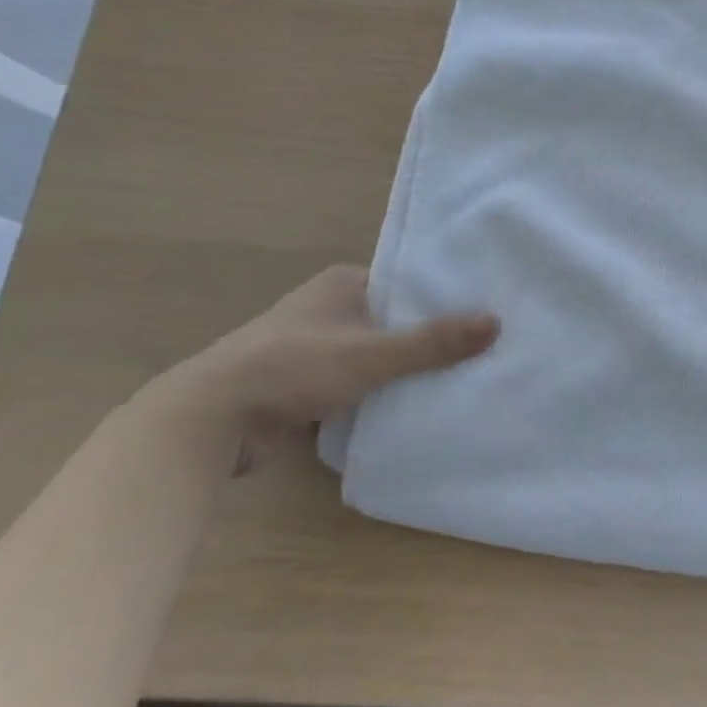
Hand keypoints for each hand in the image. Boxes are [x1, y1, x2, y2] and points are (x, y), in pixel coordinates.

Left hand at [160, 265, 498, 427]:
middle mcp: (332, 309)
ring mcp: (320, 348)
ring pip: (383, 355)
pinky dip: (389, 392)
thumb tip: (497, 322)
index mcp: (343, 284)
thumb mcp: (370, 353)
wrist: (209, 423)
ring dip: (411, 369)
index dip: (447, 298)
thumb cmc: (291, 369)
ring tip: (468, 377)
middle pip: (400, 321)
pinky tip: (425, 404)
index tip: (490, 313)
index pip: (410, 283)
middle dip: (434, 337)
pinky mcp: (312, 385)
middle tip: (488, 349)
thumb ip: (432, 342)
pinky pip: (366, 383)